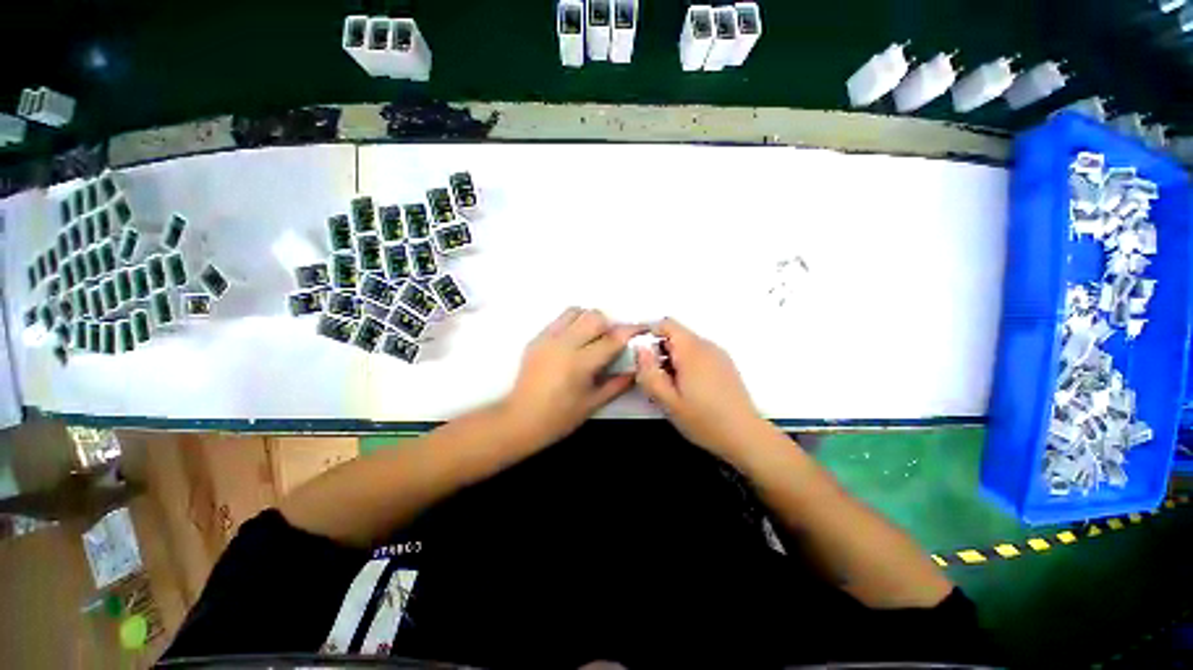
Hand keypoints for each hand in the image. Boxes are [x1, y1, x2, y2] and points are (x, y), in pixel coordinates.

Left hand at [501, 308, 641, 447]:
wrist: (520, 419)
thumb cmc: (559, 417)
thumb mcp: (593, 403)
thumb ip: (618, 384)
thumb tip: (637, 370)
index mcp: (580, 363)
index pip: (612, 339)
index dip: (631, 331)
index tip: (642, 328)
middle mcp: (564, 344)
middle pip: (594, 317)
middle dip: (609, 325)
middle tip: (610, 341)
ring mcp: (547, 338)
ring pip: (575, 311)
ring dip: (589, 320)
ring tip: (590, 338)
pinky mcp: (537, 338)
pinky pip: (559, 320)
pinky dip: (572, 324)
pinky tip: (573, 342)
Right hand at [635, 318, 766, 458]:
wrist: (745, 436)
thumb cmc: (704, 420)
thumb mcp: (668, 401)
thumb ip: (649, 373)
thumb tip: (640, 350)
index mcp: (692, 350)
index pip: (666, 324)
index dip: (650, 335)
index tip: (644, 359)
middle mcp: (707, 346)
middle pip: (676, 335)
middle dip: (660, 352)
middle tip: (658, 380)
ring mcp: (719, 354)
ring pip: (687, 346)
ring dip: (673, 360)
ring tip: (673, 388)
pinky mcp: (725, 364)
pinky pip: (699, 354)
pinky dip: (687, 364)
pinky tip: (690, 390)